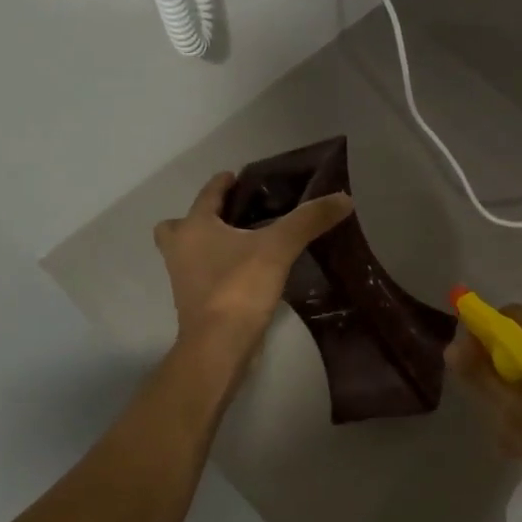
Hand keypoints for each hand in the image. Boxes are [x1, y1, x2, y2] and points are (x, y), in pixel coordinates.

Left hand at [153, 171, 352, 352]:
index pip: (207, 195)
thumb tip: (343, 197)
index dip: (222, 183)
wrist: (218, 346)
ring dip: (206, 246)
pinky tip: (246, 274)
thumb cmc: (240, 287)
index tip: (236, 176)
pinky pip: (202, 276)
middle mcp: (180, 250)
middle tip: (230, 217)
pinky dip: (217, 271)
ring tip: (242, 245)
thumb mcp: (279, 248)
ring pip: (188, 253)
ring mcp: (183, 280)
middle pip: (178, 226)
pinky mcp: (194, 304)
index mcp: (195, 227)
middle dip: (200, 219)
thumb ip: (309, 220)